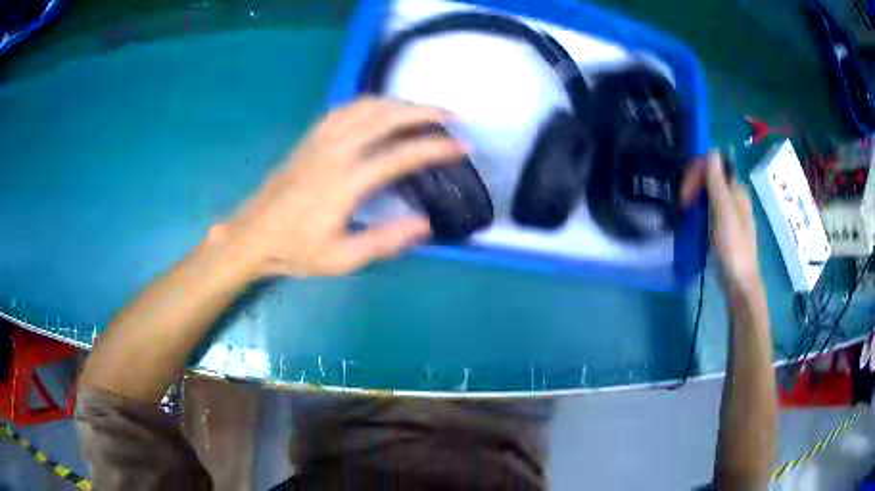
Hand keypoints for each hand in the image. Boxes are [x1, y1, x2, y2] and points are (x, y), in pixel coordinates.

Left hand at [219, 98, 464, 277]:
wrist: (254, 234)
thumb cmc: (296, 249)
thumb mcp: (342, 258)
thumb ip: (385, 241)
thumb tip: (426, 224)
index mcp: (345, 182)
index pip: (400, 155)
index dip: (434, 148)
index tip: (461, 146)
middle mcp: (335, 152)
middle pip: (385, 117)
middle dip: (423, 112)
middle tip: (450, 116)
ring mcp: (320, 140)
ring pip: (365, 107)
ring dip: (398, 103)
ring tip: (421, 110)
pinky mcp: (310, 138)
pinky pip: (343, 109)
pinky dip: (369, 103)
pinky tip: (380, 109)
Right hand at [683, 152, 762, 296]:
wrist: (739, 285)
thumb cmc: (733, 250)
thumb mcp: (724, 216)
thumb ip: (718, 184)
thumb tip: (711, 152)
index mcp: (737, 191)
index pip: (714, 164)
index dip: (697, 172)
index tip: (685, 192)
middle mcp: (734, 197)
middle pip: (711, 176)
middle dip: (694, 184)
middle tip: (682, 204)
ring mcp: (730, 212)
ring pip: (709, 192)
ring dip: (695, 195)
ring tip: (684, 210)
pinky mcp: (724, 226)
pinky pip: (709, 206)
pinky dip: (699, 207)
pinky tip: (692, 218)